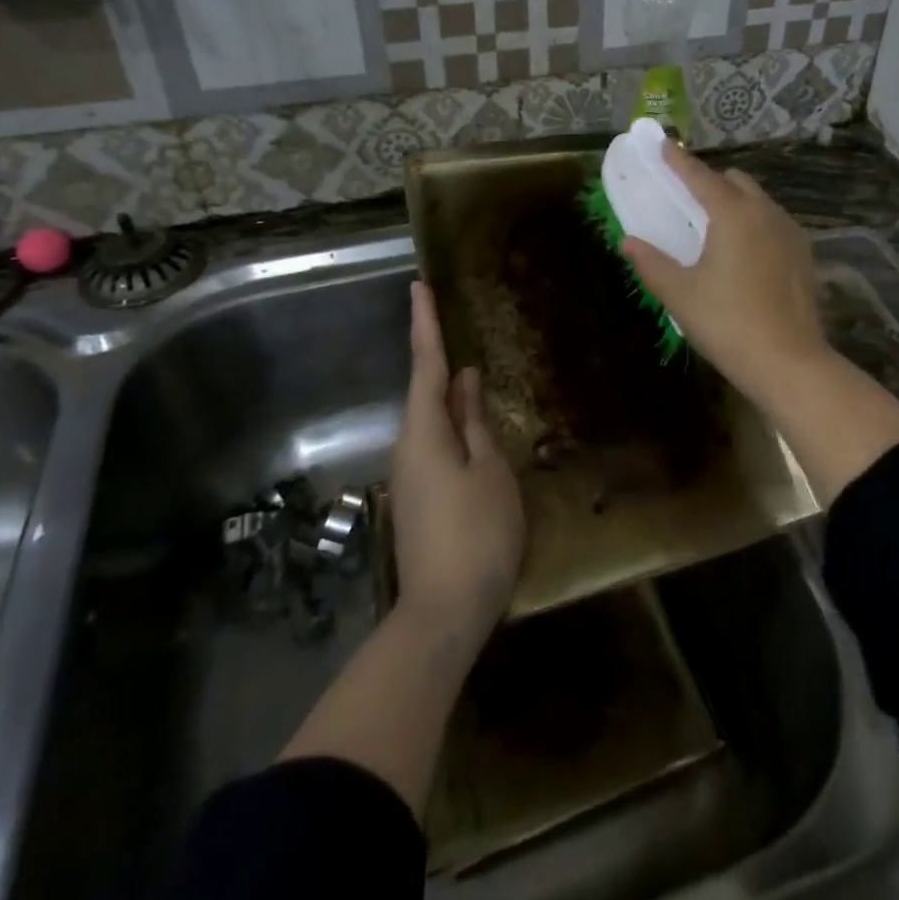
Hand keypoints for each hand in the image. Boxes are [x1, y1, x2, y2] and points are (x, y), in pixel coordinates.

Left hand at [391, 282, 524, 640]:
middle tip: (449, 321)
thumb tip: (463, 382)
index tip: (418, 286)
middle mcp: (408, 447)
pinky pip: (435, 444)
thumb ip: (475, 423)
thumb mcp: (490, 472)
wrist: (444, 612)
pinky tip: (472, 426)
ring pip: (431, 420)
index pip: (425, 366)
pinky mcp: (419, 497)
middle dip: (436, 356)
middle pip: (424, 391)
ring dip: (447, 393)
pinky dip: (452, 424)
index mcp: (424, 433)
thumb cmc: (477, 534)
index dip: (424, 324)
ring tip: (471, 373)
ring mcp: (411, 475)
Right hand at [619, 144, 831, 401]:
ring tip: (714, 227)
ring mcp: (791, 232)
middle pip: (735, 181)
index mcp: (733, 214)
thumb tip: (629, 242)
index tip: (662, 144)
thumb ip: (651, 263)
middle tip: (686, 199)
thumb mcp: (680, 294)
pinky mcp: (804, 254)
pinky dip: (754, 222)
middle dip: (710, 181)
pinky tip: (743, 252)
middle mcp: (765, 212)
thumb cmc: (726, 323)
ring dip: (735, 201)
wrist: (788, 361)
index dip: (678, 160)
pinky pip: (774, 223)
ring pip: (759, 201)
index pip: (700, 177)